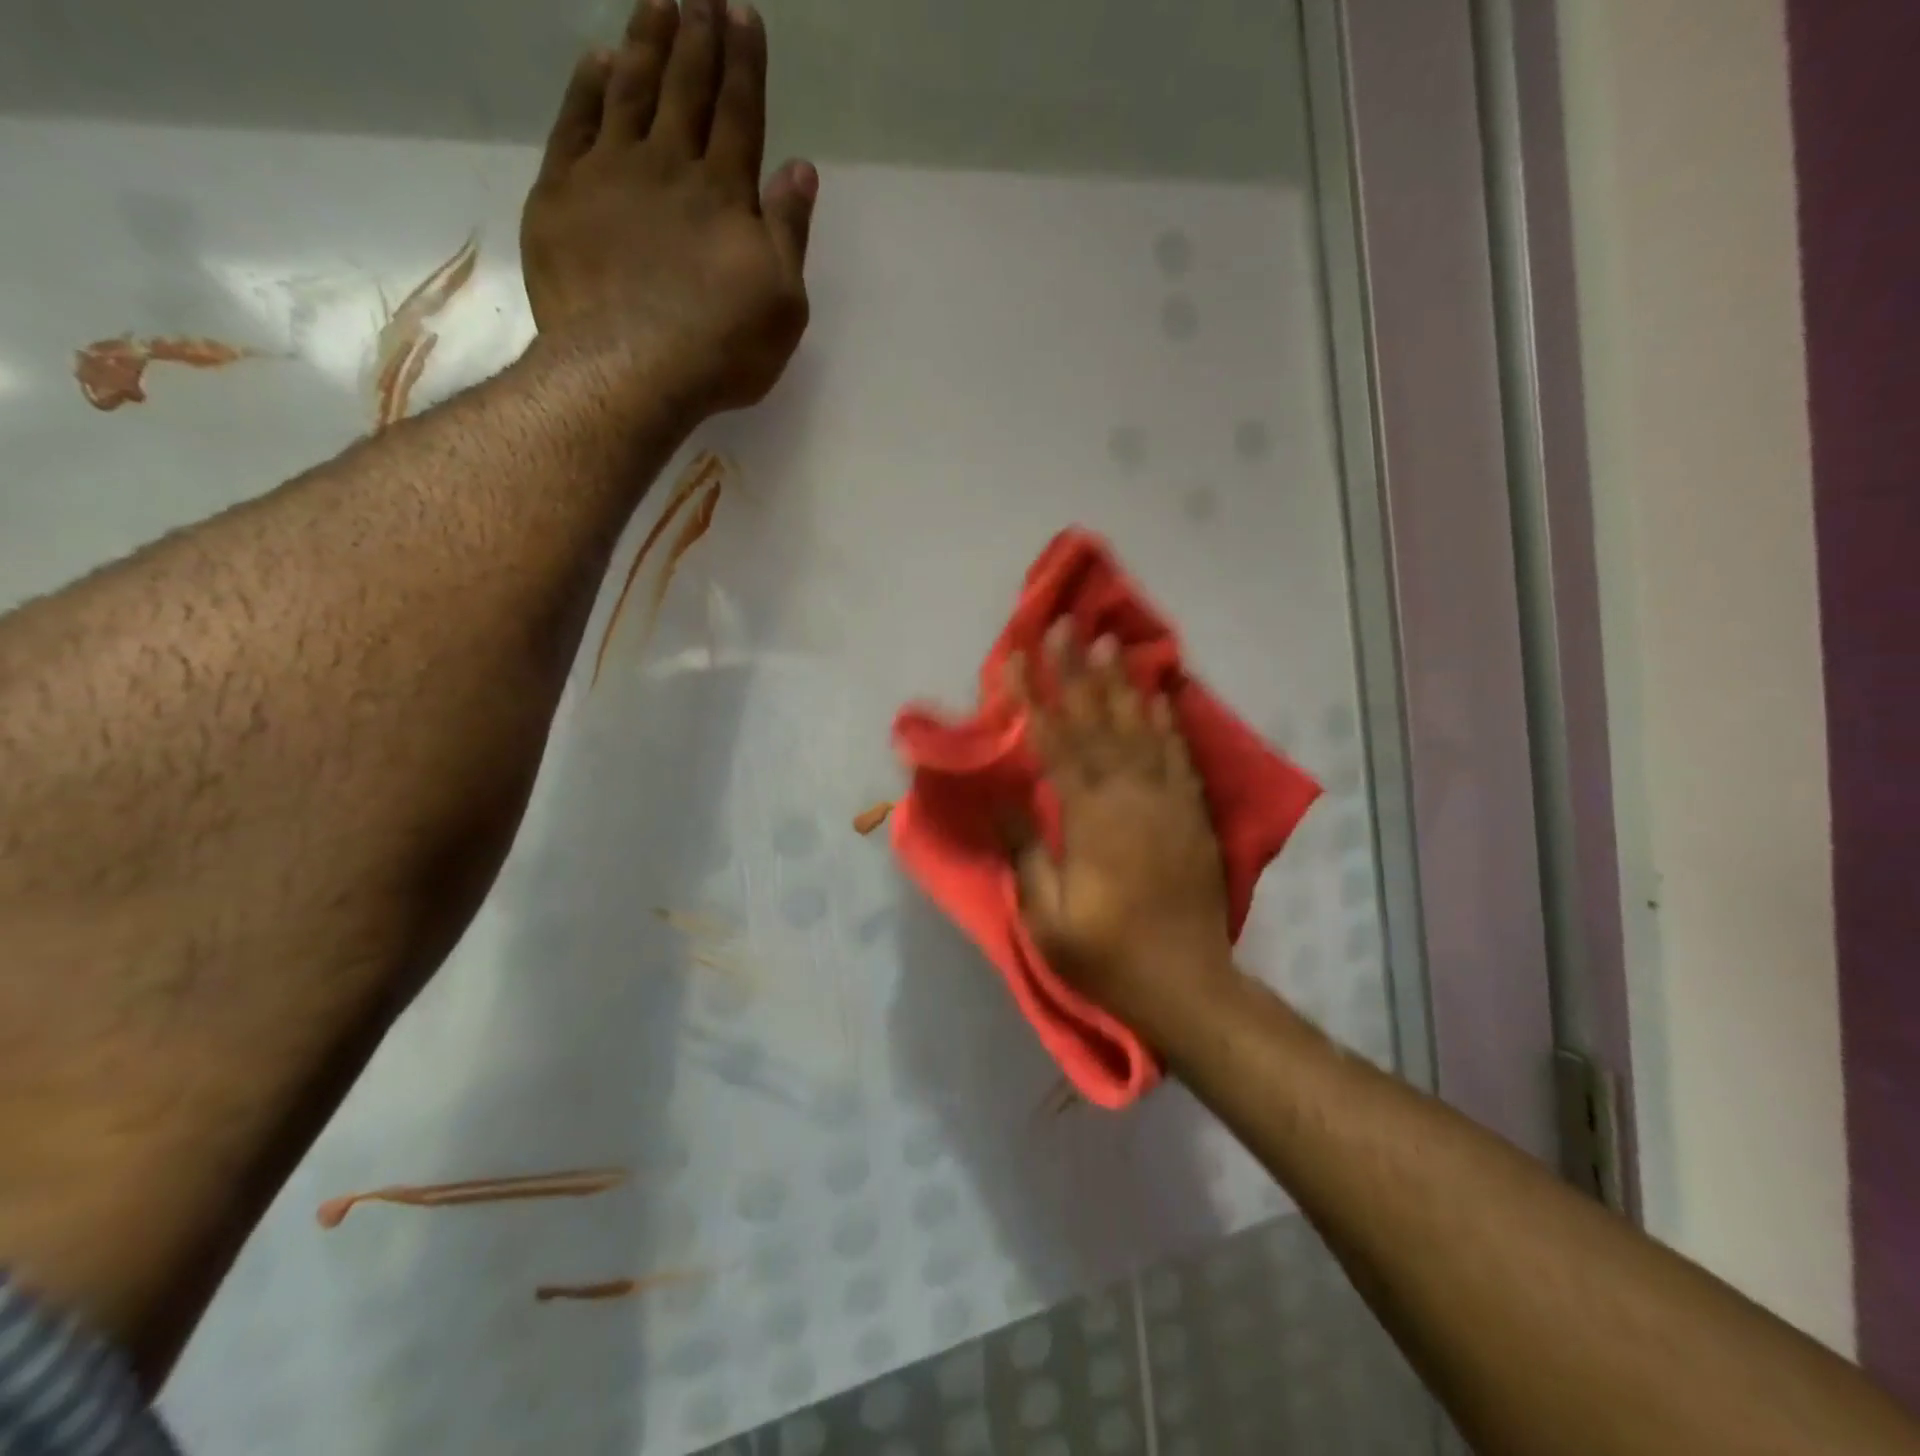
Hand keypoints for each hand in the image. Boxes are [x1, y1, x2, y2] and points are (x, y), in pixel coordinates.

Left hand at [520, 0, 817, 414]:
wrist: (631, 369)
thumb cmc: (721, 348)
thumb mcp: (782, 303)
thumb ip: (788, 233)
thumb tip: (799, 168)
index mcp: (725, 193)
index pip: (739, 113)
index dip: (743, 63)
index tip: (743, 14)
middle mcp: (668, 166)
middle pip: (686, 88)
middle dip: (697, 36)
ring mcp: (610, 174)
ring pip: (630, 90)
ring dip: (645, 42)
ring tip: (657, 1)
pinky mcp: (561, 194)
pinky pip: (575, 122)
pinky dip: (587, 86)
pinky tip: (597, 60)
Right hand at [1005, 624, 1238, 1028]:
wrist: (1187, 984)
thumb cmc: (1107, 955)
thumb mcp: (1047, 918)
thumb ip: (1026, 851)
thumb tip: (1005, 796)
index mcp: (1088, 821)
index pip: (1054, 745)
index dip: (1033, 698)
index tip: (1017, 658)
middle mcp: (1129, 798)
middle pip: (1097, 723)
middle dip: (1076, 671)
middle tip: (1064, 625)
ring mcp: (1166, 803)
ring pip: (1140, 729)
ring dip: (1121, 683)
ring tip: (1109, 641)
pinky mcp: (1192, 815)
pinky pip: (1177, 756)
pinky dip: (1166, 721)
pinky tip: (1157, 694)